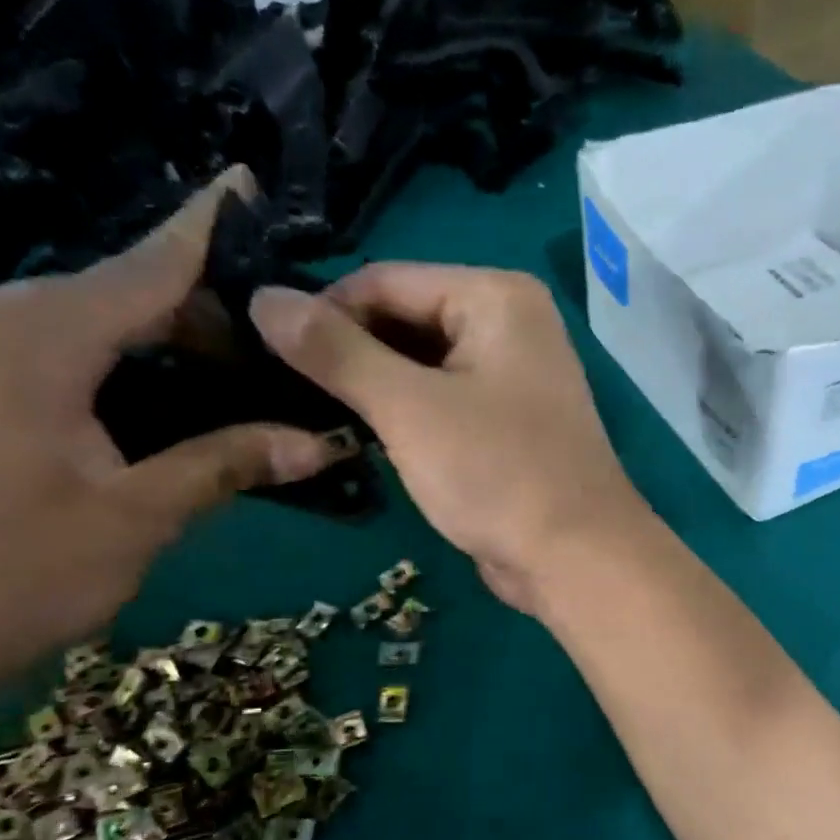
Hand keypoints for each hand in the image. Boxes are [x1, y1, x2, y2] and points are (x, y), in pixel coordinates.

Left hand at [0, 168, 336, 692]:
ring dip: (179, 352)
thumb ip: (231, 462)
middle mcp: (5, 329)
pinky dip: (139, 377)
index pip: (148, 265)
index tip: (251, 184)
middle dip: (212, 316)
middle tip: (291, 353)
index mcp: (41, 338)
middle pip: (131, 296)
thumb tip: (324, 442)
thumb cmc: (13, 571)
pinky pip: (78, 363)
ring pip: (106, 332)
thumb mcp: (141, 515)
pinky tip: (184, 410)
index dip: (207, 229)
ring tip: (253, 382)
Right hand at [249, 264, 647, 610]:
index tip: (263, 354)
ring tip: (309, 415)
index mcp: (496, 297)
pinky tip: (359, 438)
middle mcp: (511, 325)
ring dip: (371, 389)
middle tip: (279, 391)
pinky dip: (404, 416)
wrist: (576, 558)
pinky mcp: (509, 424)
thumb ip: (335, 351)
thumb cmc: (498, 473)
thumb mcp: (408, 408)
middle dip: (347, 354)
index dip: (322, 313)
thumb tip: (262, 297)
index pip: (385, 281)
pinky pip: (443, 402)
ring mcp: (514, 376)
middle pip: (404, 320)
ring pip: (421, 366)